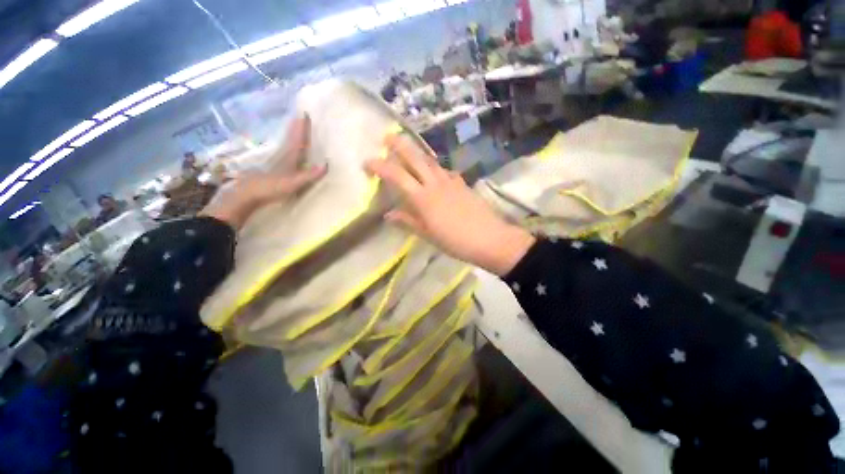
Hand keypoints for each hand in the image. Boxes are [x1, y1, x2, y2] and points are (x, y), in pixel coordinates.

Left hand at [201, 115, 325, 228]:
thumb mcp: (293, 183)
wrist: (247, 194)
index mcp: (289, 158)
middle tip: (300, 116)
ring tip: (293, 126)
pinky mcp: (271, 168)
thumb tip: (326, 164)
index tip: (305, 114)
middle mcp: (282, 156)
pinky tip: (284, 147)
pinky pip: (281, 152)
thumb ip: (309, 175)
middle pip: (291, 139)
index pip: (298, 140)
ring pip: (285, 144)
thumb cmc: (271, 187)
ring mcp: (275, 161)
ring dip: (290, 135)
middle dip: (296, 128)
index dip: (302, 128)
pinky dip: (285, 146)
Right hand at [365, 135, 535, 275]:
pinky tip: (434, 173)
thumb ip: (407, 221)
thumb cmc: (455, 241)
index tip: (367, 162)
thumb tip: (388, 214)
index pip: (397, 176)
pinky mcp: (462, 184)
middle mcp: (435, 184)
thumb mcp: (428, 234)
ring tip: (408, 151)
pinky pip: (444, 171)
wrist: (489, 238)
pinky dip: (435, 168)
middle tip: (388, 137)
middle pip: (415, 158)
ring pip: (431, 161)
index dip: (380, 166)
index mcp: (423, 198)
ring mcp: (451, 181)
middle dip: (399, 145)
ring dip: (417, 153)